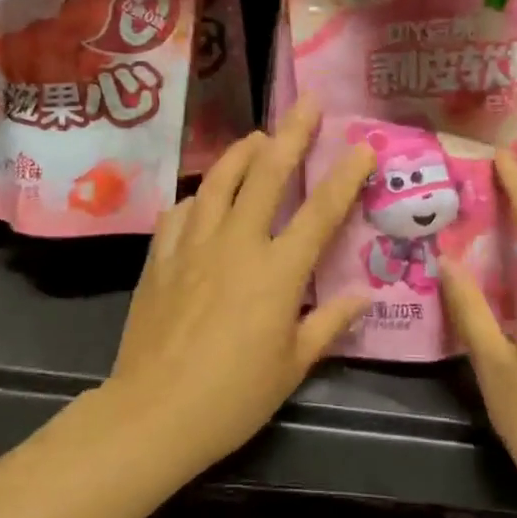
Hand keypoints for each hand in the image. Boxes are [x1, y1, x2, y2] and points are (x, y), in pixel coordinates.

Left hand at [105, 97, 374, 472]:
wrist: (153, 413)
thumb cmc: (233, 396)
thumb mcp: (292, 367)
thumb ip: (328, 324)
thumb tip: (363, 297)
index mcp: (277, 272)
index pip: (321, 212)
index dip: (345, 176)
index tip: (363, 147)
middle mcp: (237, 244)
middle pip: (268, 175)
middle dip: (292, 134)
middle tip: (307, 104)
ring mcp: (193, 246)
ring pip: (219, 181)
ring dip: (241, 153)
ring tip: (257, 136)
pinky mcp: (160, 258)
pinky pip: (181, 212)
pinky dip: (198, 197)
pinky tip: (203, 198)